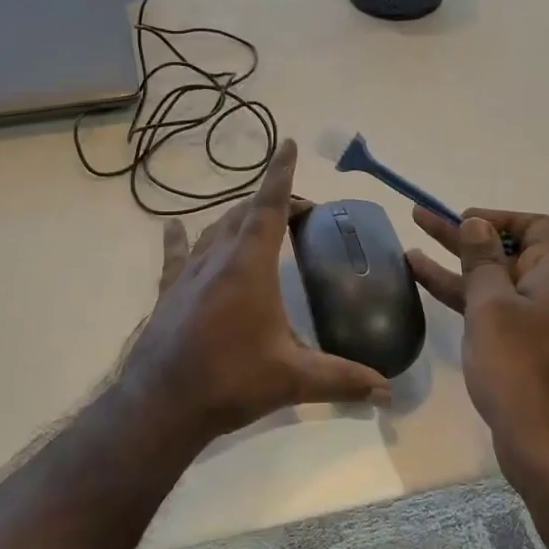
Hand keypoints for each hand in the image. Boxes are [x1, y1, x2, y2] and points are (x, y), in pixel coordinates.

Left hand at [119, 141, 389, 443]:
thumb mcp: (293, 379)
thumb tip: (387, 392)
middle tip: (299, 213)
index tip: (289, 144)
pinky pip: (175, 255)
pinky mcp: (167, 292)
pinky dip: (179, 238)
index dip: (281, 174)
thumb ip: (342, 379)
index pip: (270, 207)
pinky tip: (173, 226)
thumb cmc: (230, 381)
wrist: (161, 404)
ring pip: (214, 230)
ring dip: (237, 218)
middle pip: (244, 214)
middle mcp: (217, 258)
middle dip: (272, 202)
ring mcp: (188, 273)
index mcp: (249, 266)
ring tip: (256, 219)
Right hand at [406, 207, 548, 482]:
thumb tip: (477, 224)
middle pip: (505, 253)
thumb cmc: (522, 368)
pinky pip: (488, 312)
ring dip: (454, 267)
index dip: (500, 218)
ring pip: (491, 284)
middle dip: (463, 236)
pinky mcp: (520, 352)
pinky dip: (460, 298)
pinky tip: (426, 290)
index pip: (537, 227)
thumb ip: (483, 261)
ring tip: (409, 252)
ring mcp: (534, 325)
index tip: (463, 220)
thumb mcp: (494, 307)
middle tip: (421, 219)